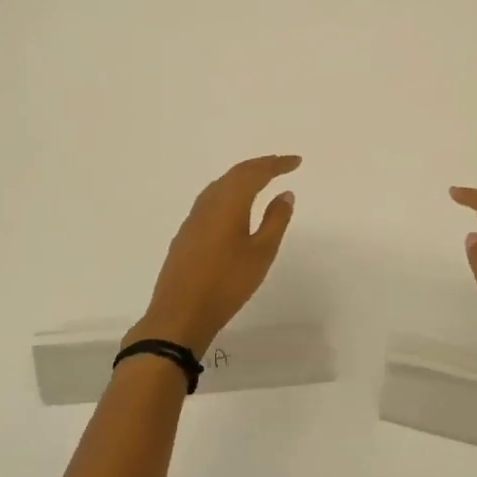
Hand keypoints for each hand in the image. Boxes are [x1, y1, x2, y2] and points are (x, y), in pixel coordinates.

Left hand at [129, 156, 300, 352]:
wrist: (180, 315)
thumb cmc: (227, 283)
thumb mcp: (261, 253)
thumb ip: (275, 220)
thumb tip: (285, 193)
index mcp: (229, 202)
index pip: (255, 172)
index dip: (276, 164)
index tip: (296, 162)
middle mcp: (209, 203)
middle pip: (236, 173)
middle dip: (260, 165)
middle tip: (281, 165)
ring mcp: (193, 218)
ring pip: (221, 185)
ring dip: (242, 177)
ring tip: (261, 179)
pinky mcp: (186, 234)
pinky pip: (211, 199)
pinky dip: (229, 192)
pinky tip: (234, 206)